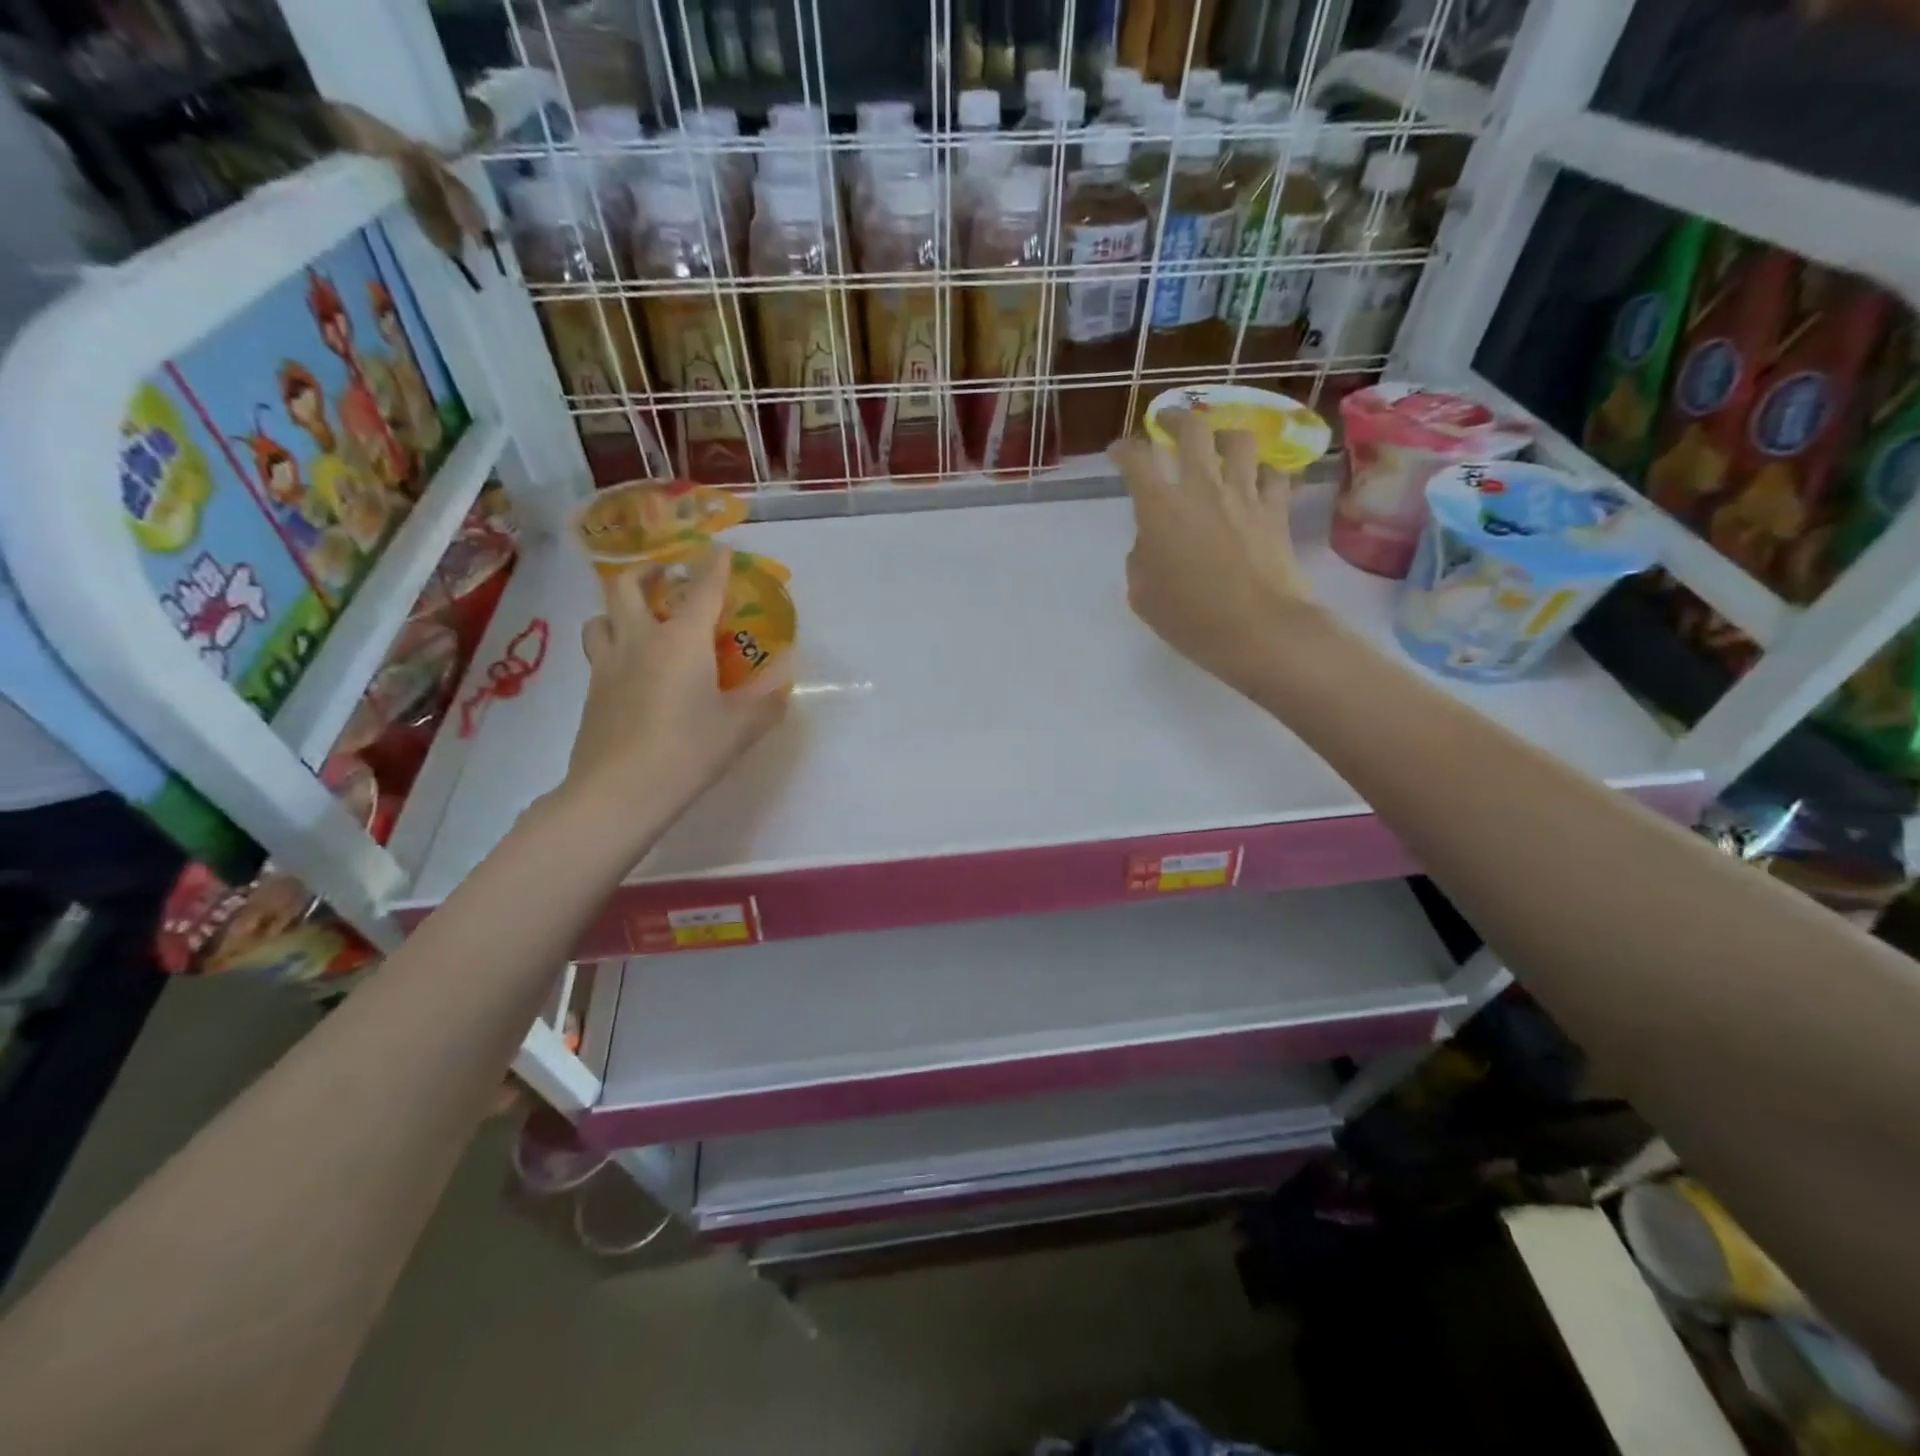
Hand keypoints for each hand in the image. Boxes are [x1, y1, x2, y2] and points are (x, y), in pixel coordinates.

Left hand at [564, 545, 789, 825]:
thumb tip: (784, 679)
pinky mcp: (591, 691)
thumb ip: (768, 699)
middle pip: (629, 585)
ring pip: (602, 616)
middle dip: (650, 571)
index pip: (702, 587)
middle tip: (667, 576)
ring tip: (641, 620)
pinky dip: (615, 644)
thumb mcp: (741, 728)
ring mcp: (607, 664)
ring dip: (621, 608)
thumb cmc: (688, 751)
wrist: (618, 792)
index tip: (721, 547)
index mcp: (682, 639)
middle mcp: (640, 639)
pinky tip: (633, 669)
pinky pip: (599, 651)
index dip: (715, 563)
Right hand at [1109, 408, 1314, 696]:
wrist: (1256, 629)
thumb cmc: (1188, 618)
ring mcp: (1244, 494)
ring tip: (1219, 445)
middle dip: (1176, 418)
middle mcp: (1201, 488)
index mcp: (1160, 508)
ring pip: (1239, 440)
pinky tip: (1258, 480)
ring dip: (1225, 436)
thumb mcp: (1142, 594)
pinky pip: (1274, 474)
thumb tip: (1152, 542)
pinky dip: (1264, 472)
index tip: (1119, 451)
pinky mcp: (1275, 510)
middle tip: (1168, 422)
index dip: (1124, 450)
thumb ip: (1141, 558)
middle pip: (1192, 429)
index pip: (1137, 460)